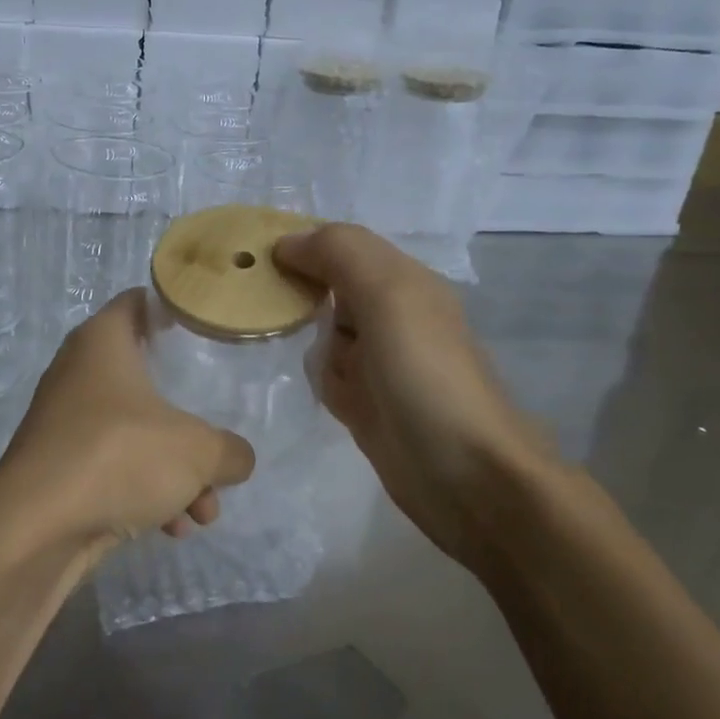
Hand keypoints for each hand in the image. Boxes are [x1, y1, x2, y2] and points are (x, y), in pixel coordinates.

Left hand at [0, 290, 255, 561]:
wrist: (35, 529)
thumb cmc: (118, 457)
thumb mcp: (198, 452)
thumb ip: (230, 451)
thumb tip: (237, 459)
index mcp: (103, 341)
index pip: (140, 301)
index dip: (174, 310)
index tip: (206, 332)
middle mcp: (78, 372)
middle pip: (147, 380)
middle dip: (188, 422)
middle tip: (215, 443)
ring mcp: (65, 422)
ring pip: (135, 433)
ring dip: (174, 471)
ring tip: (204, 511)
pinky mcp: (58, 467)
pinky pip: (113, 467)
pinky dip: (143, 491)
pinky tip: (171, 528)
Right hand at [274, 224, 562, 572]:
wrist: (468, 477)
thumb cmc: (426, 377)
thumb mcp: (388, 296)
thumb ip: (341, 254)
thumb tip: (287, 242)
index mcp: (402, 281)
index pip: (339, 246)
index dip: (299, 246)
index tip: (251, 258)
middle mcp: (391, 315)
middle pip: (327, 288)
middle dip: (295, 292)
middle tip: (252, 300)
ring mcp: (380, 362)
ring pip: (323, 334)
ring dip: (306, 341)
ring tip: (293, 349)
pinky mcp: (368, 404)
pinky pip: (329, 376)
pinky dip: (321, 380)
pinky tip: (327, 393)